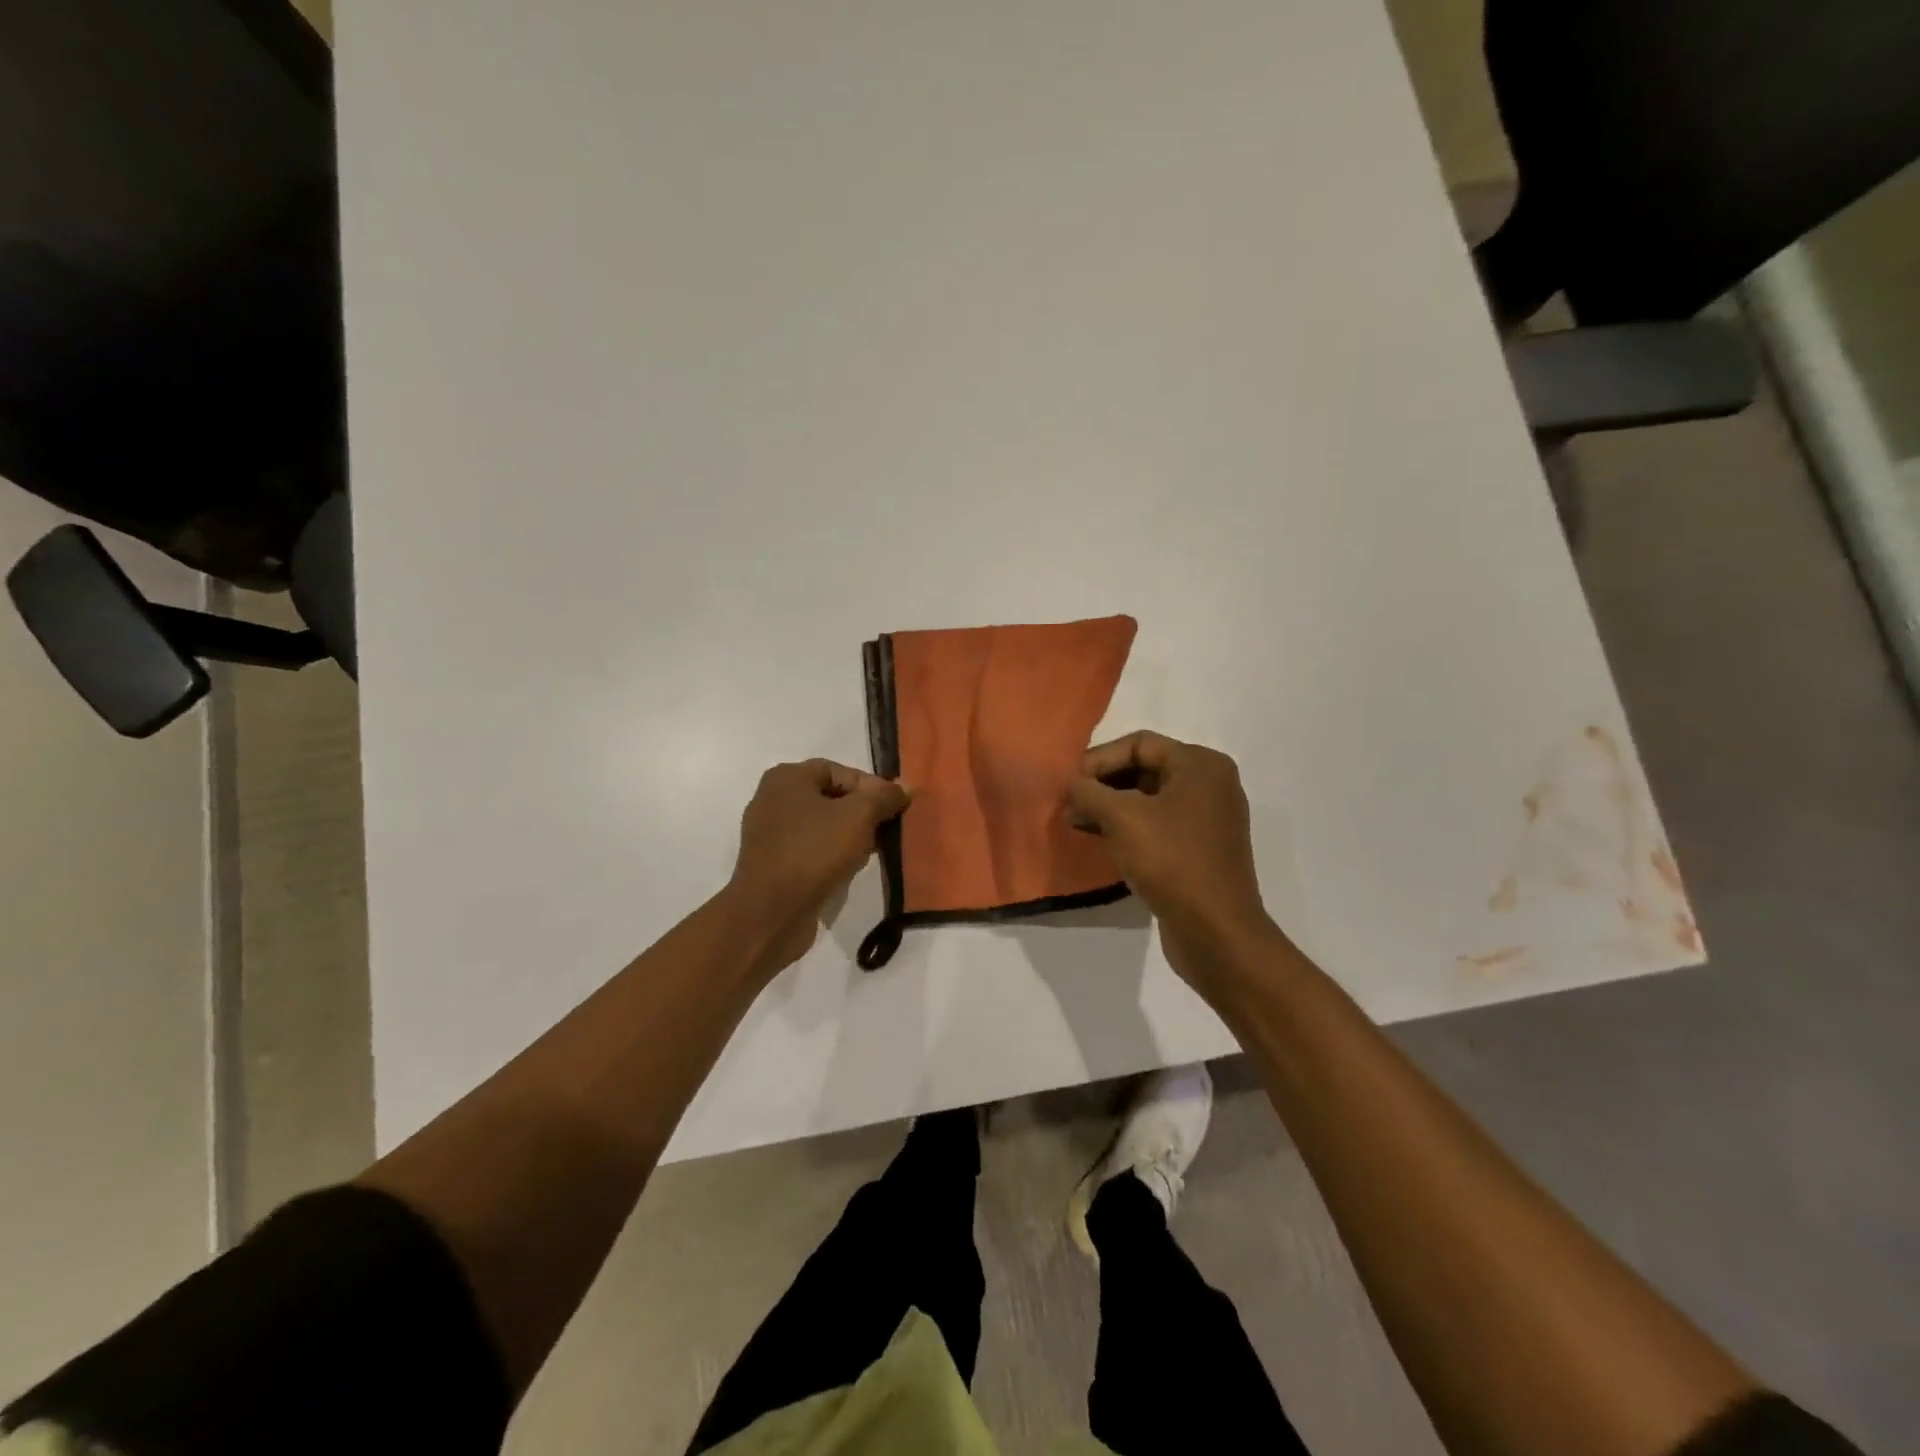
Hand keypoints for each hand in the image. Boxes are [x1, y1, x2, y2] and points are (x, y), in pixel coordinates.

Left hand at [728, 759, 909, 974]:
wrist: (770, 912)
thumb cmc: (813, 852)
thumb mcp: (859, 817)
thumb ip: (884, 797)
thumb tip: (904, 787)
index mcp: (786, 778)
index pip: (838, 770)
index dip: (870, 786)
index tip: (894, 807)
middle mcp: (772, 799)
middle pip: (830, 797)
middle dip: (861, 813)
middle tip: (885, 830)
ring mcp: (768, 834)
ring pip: (821, 826)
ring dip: (849, 836)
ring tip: (869, 853)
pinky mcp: (771, 864)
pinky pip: (809, 849)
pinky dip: (830, 855)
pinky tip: (848, 870)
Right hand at [1065, 732, 1278, 994]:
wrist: (1217, 933)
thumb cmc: (1172, 862)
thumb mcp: (1122, 819)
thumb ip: (1089, 791)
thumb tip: (1070, 783)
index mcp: (1201, 765)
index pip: (1139, 744)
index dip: (1098, 759)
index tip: (1068, 784)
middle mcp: (1210, 785)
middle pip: (1145, 769)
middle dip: (1102, 784)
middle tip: (1069, 804)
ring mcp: (1209, 819)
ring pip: (1149, 799)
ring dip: (1110, 808)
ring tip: (1076, 823)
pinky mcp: (1201, 850)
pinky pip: (1158, 825)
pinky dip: (1129, 828)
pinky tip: (1101, 841)